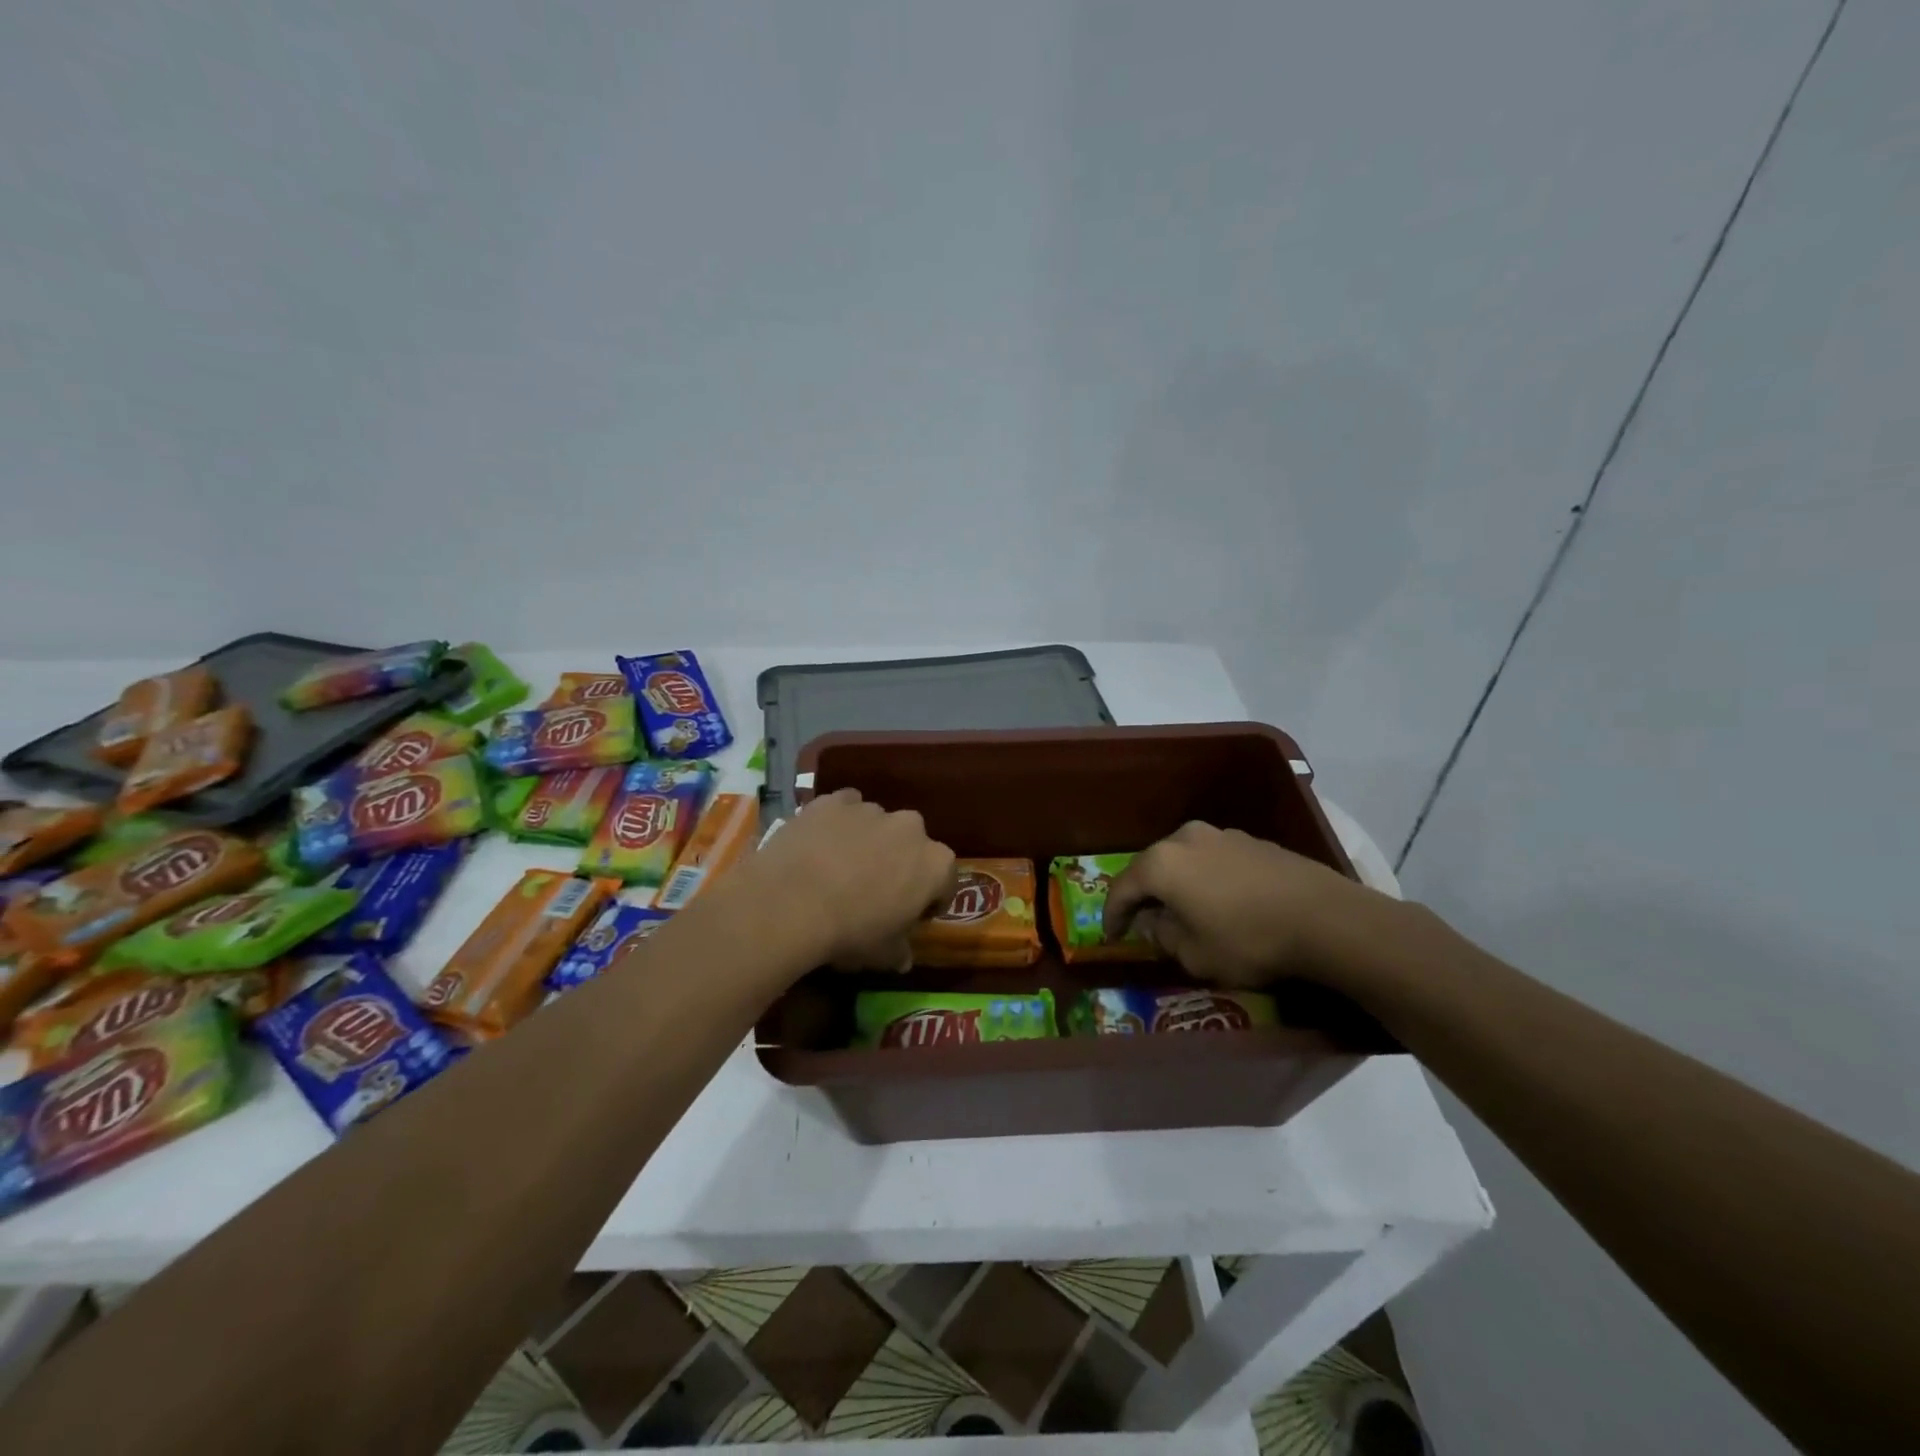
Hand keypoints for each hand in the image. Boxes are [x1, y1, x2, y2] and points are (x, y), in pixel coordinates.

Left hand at [745, 789, 956, 970]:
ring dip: (868, 841)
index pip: (945, 881)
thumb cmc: (849, 932)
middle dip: (900, 863)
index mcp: (935, 864)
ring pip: (877, 823)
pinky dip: (838, 822)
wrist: (790, 902)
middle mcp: (911, 827)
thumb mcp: (882, 954)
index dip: (930, 900)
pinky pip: (844, 808)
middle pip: (912, 845)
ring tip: (841, 867)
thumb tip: (903, 957)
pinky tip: (820, 843)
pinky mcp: (834, 800)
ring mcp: (872, 809)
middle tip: (875, 890)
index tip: (912, 916)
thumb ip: (899, 951)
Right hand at [1104, 822, 1370, 989]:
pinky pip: (1213, 861)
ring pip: (1184, 861)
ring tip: (1183, 912)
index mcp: (1162, 863)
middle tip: (1143, 922)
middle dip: (1144, 896)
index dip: (1112, 915)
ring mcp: (1221, 835)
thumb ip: (1163, 936)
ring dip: (1177, 885)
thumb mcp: (1194, 954)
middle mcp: (1185, 838)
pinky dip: (1205, 880)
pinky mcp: (1251, 841)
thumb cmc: (1248, 940)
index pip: (1122, 888)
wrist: (1324, 918)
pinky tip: (1220, 902)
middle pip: (1151, 867)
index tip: (1111, 937)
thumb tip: (1154, 923)